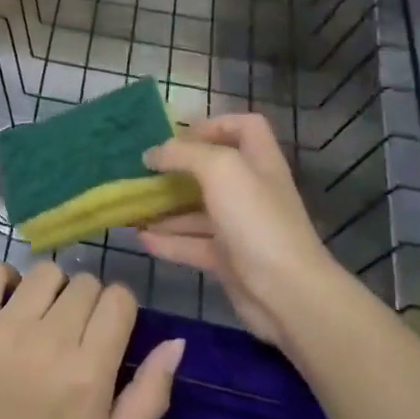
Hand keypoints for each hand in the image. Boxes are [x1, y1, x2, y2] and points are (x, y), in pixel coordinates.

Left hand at [0, 262, 184, 418]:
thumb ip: (150, 396)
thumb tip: (176, 342)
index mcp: (88, 373)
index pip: (118, 299)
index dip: (118, 310)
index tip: (107, 329)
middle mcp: (49, 341)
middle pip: (85, 283)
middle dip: (87, 302)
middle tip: (73, 332)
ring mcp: (3, 328)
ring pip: (45, 272)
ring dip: (50, 290)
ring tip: (40, 318)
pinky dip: (4, 279)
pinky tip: (7, 304)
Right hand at [138, 114, 338, 350]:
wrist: (287, 293)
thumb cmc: (255, 220)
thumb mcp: (220, 169)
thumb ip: (183, 154)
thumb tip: (151, 154)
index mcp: (258, 161)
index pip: (244, 127)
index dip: (214, 124)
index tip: (179, 136)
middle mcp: (251, 190)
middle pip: (213, 170)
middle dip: (177, 169)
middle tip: (143, 171)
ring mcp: (240, 227)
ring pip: (197, 210)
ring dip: (166, 208)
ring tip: (133, 206)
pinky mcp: (229, 260)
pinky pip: (192, 244)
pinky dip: (167, 241)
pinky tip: (140, 238)